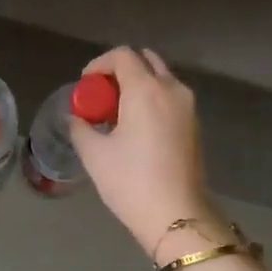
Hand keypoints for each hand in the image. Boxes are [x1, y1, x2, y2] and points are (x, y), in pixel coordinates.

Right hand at [71, 47, 219, 254]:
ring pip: (160, 79)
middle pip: (145, 61)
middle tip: (102, 95)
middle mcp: (171, 89)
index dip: (99, 64)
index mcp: (146, 89)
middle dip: (120, 70)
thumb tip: (77, 118)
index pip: (122, 55)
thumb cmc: (130, 181)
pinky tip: (136, 127)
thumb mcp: (94, 154)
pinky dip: (151, 100)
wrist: (177, 215)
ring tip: (116, 113)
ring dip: (137, 85)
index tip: (85, 85)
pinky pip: (170, 98)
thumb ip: (81, 127)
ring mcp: (188, 107)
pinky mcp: (194, 125)